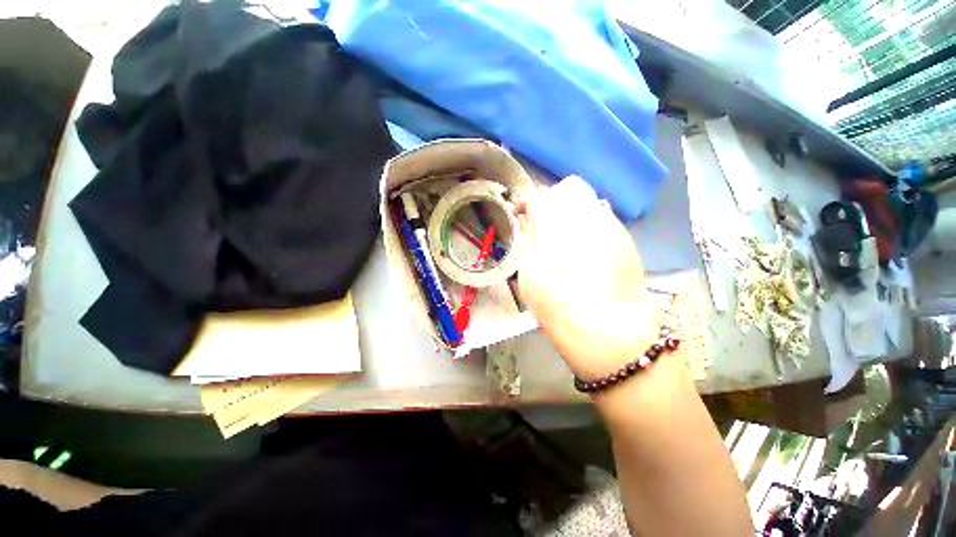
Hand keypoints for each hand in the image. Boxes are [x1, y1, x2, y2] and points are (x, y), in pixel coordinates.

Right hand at [516, 177, 658, 378]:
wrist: (609, 331)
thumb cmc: (558, 307)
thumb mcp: (528, 275)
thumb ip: (527, 240)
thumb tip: (528, 218)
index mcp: (556, 228)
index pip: (540, 196)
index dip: (529, 201)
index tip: (524, 215)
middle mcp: (587, 218)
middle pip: (569, 187)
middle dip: (554, 199)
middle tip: (546, 223)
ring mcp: (611, 226)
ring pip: (590, 199)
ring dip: (573, 210)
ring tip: (567, 236)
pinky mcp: (626, 238)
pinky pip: (604, 217)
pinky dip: (590, 223)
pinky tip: (587, 247)